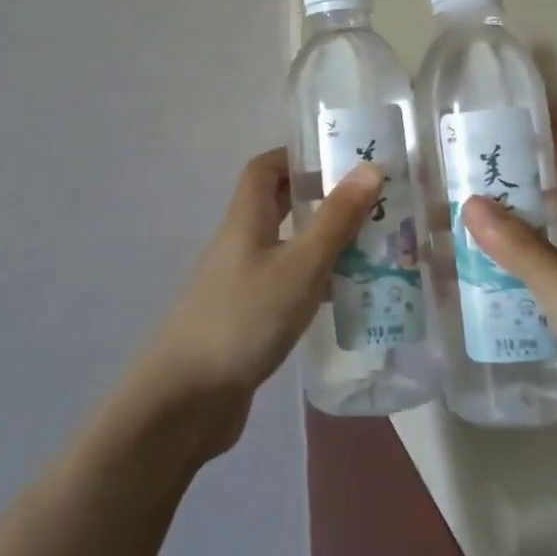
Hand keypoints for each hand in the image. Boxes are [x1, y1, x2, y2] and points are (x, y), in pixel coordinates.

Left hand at [130, 149, 383, 460]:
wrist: (186, 399)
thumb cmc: (244, 318)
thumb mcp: (300, 265)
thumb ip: (335, 219)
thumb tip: (369, 168)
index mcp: (246, 218)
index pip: (265, 168)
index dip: (297, 155)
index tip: (339, 158)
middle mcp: (241, 242)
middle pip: (278, 205)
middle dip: (319, 198)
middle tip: (367, 203)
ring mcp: (241, 282)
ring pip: (286, 247)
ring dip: (323, 243)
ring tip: (371, 247)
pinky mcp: (247, 318)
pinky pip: (286, 284)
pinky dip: (314, 283)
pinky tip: (345, 297)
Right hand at [460, 154, 556, 478]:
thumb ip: (522, 249)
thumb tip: (471, 201)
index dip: (532, 151)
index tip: (486, 137)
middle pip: (552, 213)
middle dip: (509, 201)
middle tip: (454, 192)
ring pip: (548, 256)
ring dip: (510, 247)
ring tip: (458, 241)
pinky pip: (550, 297)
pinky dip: (521, 290)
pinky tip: (488, 300)